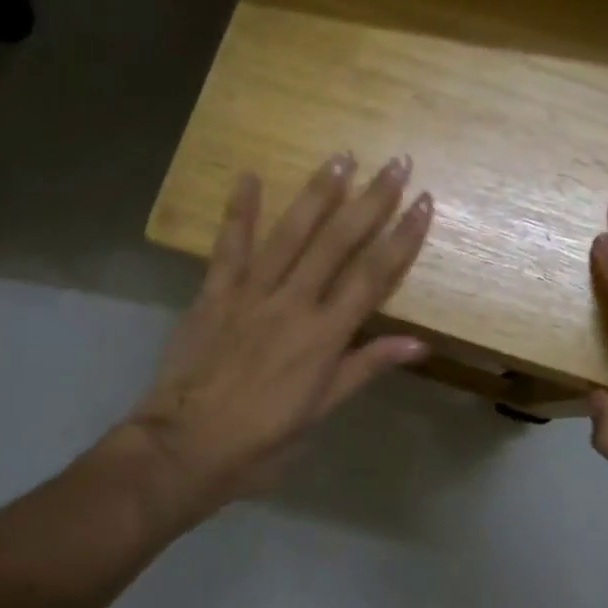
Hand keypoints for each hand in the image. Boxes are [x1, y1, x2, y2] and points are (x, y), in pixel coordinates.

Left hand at [121, 153, 432, 529]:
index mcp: (324, 336)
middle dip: (371, 200)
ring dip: (318, 194)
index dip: (403, 237)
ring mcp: (251, 293)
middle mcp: (293, 304)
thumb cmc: (260, 441)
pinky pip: (229, 246)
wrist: (184, 449)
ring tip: (340, 158)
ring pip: (290, 234)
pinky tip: (249, 176)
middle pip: (338, 243)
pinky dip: (239, 211)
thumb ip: (365, 368)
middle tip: (395, 163)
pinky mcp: (214, 293)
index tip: (423, 202)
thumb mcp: (320, 412)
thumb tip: (418, 344)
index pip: (374, 276)